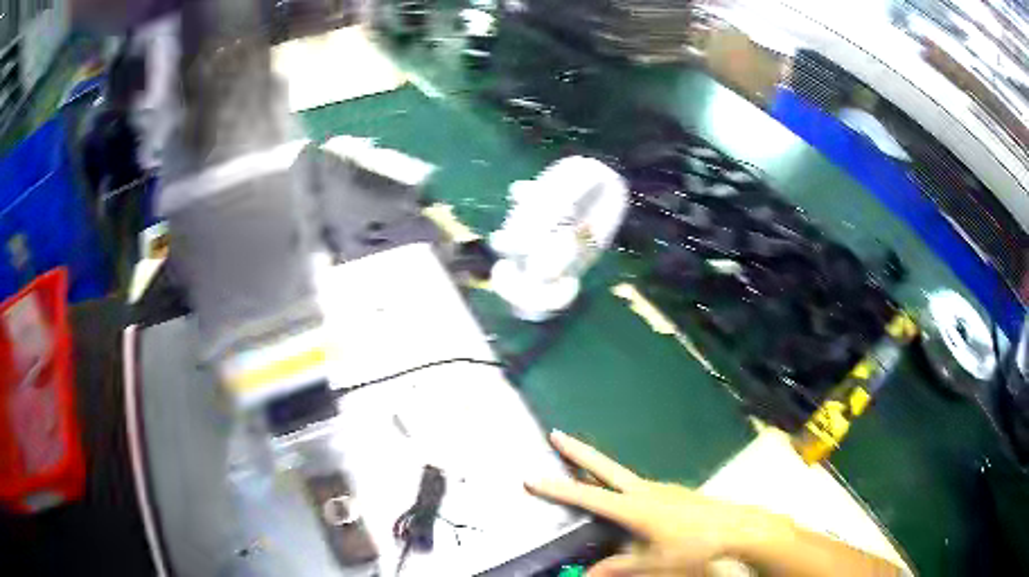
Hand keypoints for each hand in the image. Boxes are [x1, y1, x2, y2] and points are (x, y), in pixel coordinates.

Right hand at [526, 431, 775, 575]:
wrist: (737, 528)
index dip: (557, 489)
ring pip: (623, 475)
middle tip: (555, 434)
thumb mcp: (652, 564)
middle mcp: (645, 490)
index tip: (531, 477)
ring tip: (580, 467)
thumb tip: (585, 576)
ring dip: (599, 467)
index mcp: (635, 507)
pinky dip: (621, 484)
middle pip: (605, 466)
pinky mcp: (673, 491)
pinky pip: (639, 485)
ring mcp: (662, 487)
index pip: (587, 496)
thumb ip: (617, 568)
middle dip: (578, 451)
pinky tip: (626, 497)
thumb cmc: (693, 546)